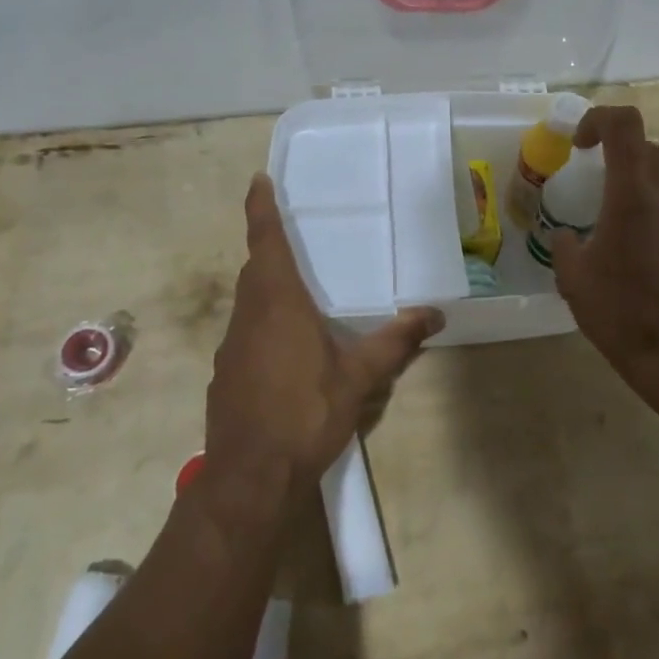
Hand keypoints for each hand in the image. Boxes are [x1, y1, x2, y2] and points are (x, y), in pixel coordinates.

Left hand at [205, 175, 442, 499]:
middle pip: (255, 270)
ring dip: (267, 289)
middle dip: (269, 249)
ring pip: (248, 303)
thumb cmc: (306, 414)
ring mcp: (230, 347)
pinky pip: (244, 333)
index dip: (260, 209)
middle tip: (292, 238)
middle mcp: (248, 316)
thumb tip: (434, 314)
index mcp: (278, 304)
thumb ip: (395, 342)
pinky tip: (285, 353)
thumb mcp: (358, 378)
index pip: (266, 243)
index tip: (257, 180)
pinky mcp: (224, 375)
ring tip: (297, 295)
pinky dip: (262, 325)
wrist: (250, 478)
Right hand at [550, 106, 658, 387]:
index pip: (624, 124)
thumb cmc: (617, 312)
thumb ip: (564, 244)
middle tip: (595, 179)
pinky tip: (651, 232)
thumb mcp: (572, 277)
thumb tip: (565, 234)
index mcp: (631, 194)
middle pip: (646, 145)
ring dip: (649, 171)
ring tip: (629, 200)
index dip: (598, 119)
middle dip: (617, 151)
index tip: (579, 145)